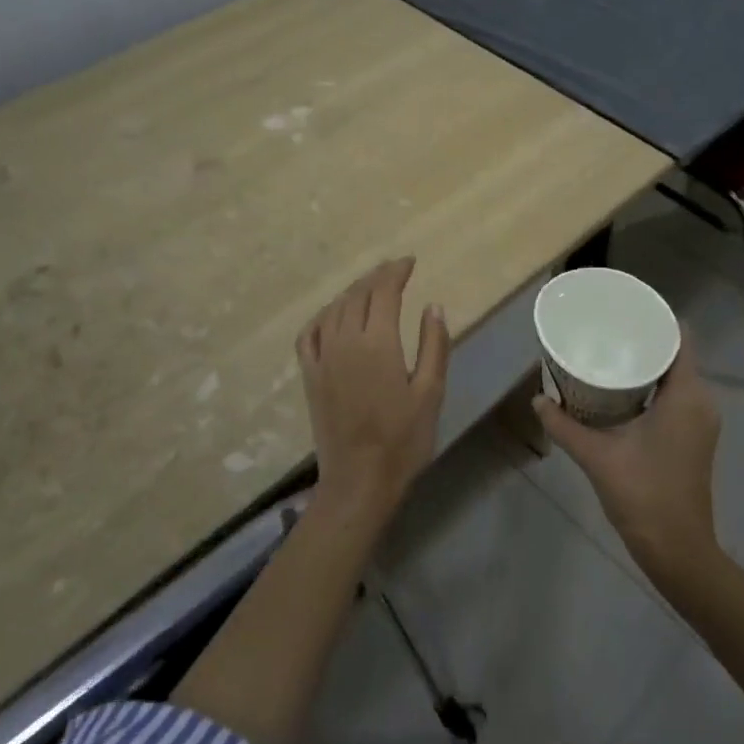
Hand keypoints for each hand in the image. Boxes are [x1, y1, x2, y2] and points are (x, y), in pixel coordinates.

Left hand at [296, 257, 450, 528]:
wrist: (359, 481)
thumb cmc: (403, 440)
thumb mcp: (431, 393)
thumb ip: (433, 345)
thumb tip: (433, 305)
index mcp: (377, 343)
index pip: (384, 292)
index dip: (396, 272)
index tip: (410, 262)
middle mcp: (345, 341)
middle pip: (357, 295)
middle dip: (376, 277)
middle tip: (394, 270)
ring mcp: (322, 358)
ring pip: (334, 309)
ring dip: (352, 291)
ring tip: (370, 287)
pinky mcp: (310, 375)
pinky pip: (310, 333)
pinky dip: (323, 316)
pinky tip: (333, 315)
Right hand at [533, 335, 720, 576]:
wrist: (677, 550)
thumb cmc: (643, 494)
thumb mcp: (597, 455)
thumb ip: (564, 425)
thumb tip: (537, 399)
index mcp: (687, 396)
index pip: (680, 338)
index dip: (655, 318)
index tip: (623, 309)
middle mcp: (701, 401)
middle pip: (676, 353)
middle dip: (642, 339)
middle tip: (605, 329)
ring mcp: (701, 421)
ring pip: (676, 376)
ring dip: (646, 363)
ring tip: (608, 353)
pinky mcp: (694, 437)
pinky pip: (677, 395)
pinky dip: (653, 385)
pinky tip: (621, 389)